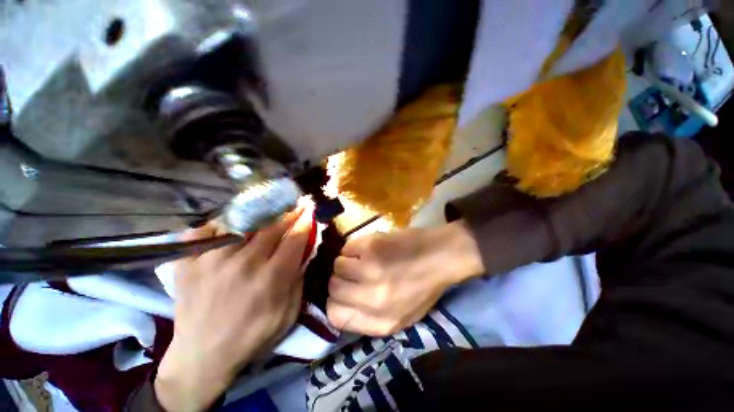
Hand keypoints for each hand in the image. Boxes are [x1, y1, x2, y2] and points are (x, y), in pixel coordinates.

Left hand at [155, 207, 312, 411]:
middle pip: (271, 226)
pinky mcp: (188, 262)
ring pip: (241, 222)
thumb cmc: (253, 336)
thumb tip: (305, 250)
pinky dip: (220, 222)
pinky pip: (205, 230)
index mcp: (270, 279)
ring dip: (258, 213)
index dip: (304, 222)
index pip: (294, 239)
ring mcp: (211, 260)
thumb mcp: (288, 313)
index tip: (309, 210)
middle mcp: (243, 264)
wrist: (202, 356)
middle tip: (294, 203)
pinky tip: (231, 222)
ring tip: (267, 207)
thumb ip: (299, 279)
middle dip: (287, 212)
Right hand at [327, 220, 483, 335]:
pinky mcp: (372, 246)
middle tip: (355, 272)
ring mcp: (371, 270)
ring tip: (364, 259)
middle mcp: (373, 299)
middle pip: (333, 288)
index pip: (335, 316)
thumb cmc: (423, 287)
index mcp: (382, 321)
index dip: (335, 302)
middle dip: (341, 279)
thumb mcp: (402, 316)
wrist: (440, 257)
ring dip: (348, 261)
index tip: (344, 293)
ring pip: (337, 265)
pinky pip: (347, 247)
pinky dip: (355, 247)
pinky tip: (369, 248)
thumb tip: (340, 307)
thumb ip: (369, 319)